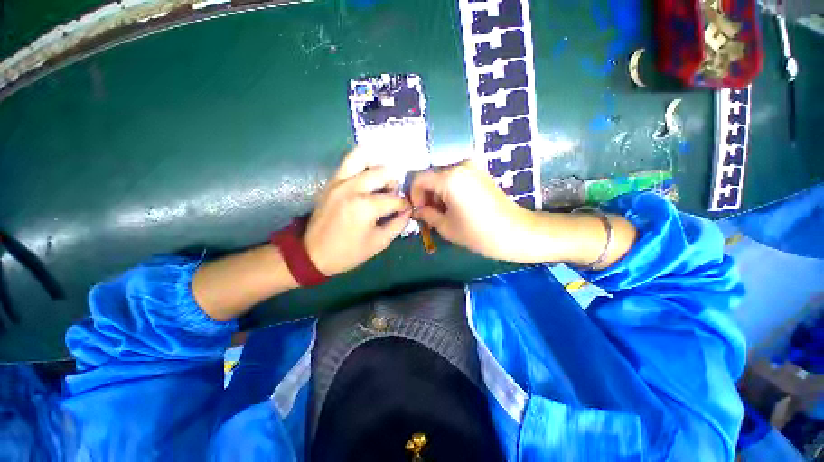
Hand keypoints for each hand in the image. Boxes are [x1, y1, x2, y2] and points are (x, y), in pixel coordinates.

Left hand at [304, 149, 411, 275]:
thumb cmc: (348, 252)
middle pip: (383, 172)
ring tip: (380, 181)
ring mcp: (339, 181)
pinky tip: (368, 178)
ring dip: (377, 166)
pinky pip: (349, 162)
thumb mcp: (379, 243)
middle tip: (393, 196)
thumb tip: (407, 211)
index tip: (406, 210)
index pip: (394, 199)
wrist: (312, 254)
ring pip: (362, 156)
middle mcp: (353, 187)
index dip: (404, 205)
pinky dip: (362, 164)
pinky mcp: (331, 181)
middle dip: (394, 184)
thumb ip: (397, 224)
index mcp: (365, 206)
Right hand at [410, 161, 532, 259]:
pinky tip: (455, 206)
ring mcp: (472, 167)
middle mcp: (460, 165)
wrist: (516, 232)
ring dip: (437, 193)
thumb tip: (417, 210)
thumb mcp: (446, 227)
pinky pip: (456, 177)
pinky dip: (449, 190)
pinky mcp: (480, 172)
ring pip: (443, 177)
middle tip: (430, 214)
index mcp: (449, 178)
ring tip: (444, 212)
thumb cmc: (478, 233)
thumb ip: (426, 214)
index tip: (419, 211)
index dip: (414, 195)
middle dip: (426, 195)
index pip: (418, 179)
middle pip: (431, 176)